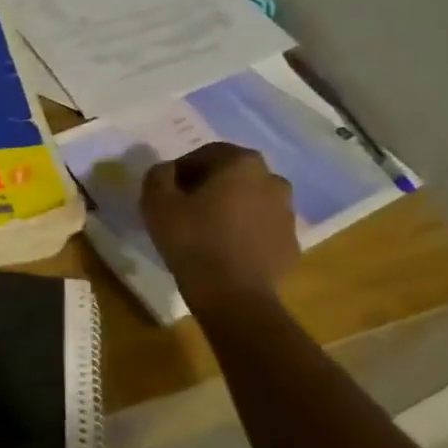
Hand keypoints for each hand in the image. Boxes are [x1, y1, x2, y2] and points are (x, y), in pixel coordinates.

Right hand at [140, 143, 299, 313]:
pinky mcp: (290, 243)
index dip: (181, 170)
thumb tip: (167, 171)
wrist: (232, 294)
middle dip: (208, 187)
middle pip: (232, 176)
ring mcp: (287, 213)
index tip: (166, 191)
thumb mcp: (156, 202)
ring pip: (249, 202)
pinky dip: (243, 233)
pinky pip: (260, 229)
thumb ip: (158, 176)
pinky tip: (223, 251)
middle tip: (183, 210)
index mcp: (242, 163)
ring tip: (204, 232)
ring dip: (228, 209)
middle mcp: (272, 180)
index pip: (206, 154)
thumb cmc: (192, 240)